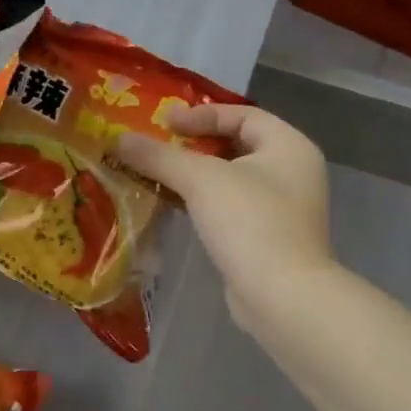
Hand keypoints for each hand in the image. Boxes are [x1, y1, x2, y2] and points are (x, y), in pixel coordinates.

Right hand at [114, 105, 334, 330]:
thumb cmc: (249, 222)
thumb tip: (118, 138)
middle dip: (194, 145)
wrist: (282, 296)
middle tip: (158, 147)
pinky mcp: (269, 237)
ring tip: (157, 174)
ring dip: (195, 175)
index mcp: (289, 146)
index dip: (202, 114)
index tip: (165, 124)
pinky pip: (232, 207)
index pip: (243, 114)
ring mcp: (283, 207)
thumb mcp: (200, 180)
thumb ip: (159, 156)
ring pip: (232, 178)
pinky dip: (203, 201)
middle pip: (236, 145)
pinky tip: (174, 205)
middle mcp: (292, 171)